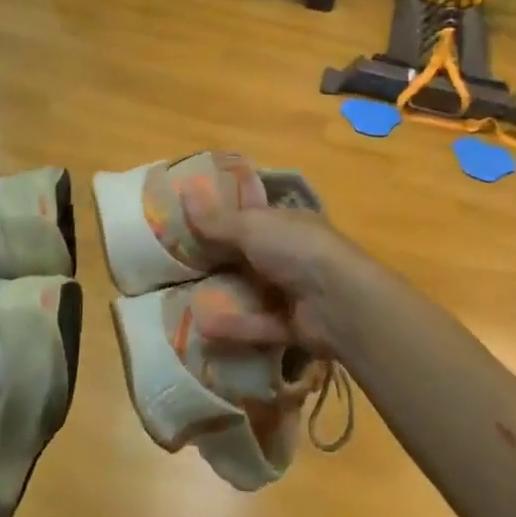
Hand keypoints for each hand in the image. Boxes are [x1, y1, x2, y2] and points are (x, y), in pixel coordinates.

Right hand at [182, 193, 361, 355]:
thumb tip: (184, 189)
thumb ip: (217, 219)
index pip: (252, 213)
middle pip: (247, 254)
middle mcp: (291, 253)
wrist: (341, 302)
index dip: (223, 213)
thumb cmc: (297, 249)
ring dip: (222, 294)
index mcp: (286, 222)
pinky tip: (200, 327)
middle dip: (216, 258)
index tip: (188, 217)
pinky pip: (256, 324)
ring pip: (251, 291)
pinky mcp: (291, 325)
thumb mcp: (251, 227)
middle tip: (174, 261)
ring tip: (180, 297)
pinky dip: (233, 326)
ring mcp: (293, 290)